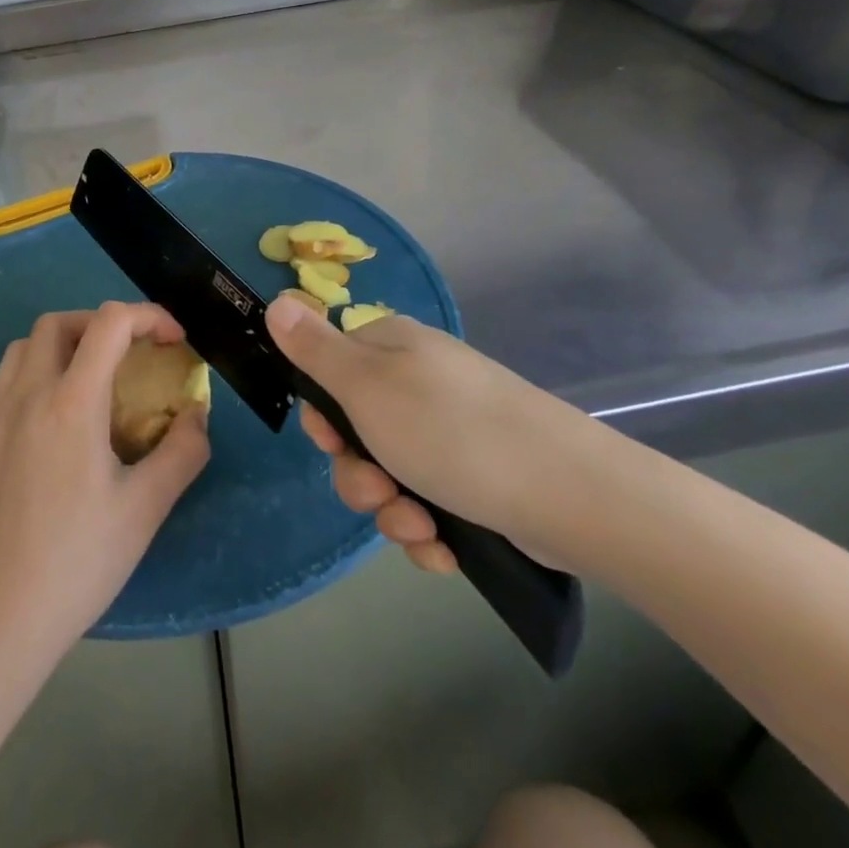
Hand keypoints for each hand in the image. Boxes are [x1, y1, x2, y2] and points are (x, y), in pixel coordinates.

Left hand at [0, 302, 210, 655]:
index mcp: (72, 402)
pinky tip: (45, 416)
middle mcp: (27, 393)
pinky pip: (0, 381)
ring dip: (60, 346)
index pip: (110, 323)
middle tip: (128, 355)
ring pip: (22, 347)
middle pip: (58, 322)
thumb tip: (196, 414)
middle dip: (100, 325)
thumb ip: (182, 451)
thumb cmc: (79, 560)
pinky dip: (29, 376)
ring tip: (87, 381)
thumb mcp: (146, 508)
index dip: (148, 316)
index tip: (172, 341)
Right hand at [265, 294, 597, 574]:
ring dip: (392, 510)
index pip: (330, 370)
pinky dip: (429, 529)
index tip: (331, 441)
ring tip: (420, 528)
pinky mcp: (479, 476)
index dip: (323, 414)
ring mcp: (452, 430)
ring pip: (391, 474)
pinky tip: (444, 548)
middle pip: (357, 430)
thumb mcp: (366, 386)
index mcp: (392, 348)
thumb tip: (277, 299)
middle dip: (359, 474)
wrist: (571, 493)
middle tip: (380, 491)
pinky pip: (429, 502)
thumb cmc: (452, 430)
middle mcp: (420, 382)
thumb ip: (314, 348)